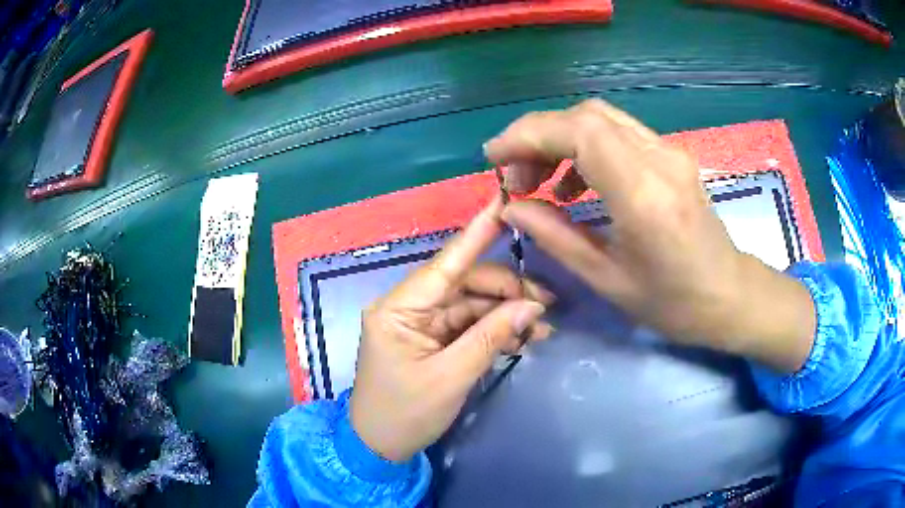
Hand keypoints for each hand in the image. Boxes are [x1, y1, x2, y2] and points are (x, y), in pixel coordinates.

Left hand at [350, 198, 554, 462]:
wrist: (379, 447)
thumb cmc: (406, 414)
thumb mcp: (452, 377)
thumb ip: (491, 336)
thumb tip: (532, 305)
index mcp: (399, 309)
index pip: (446, 263)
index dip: (478, 233)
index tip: (503, 203)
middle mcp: (408, 306)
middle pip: (465, 284)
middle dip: (507, 292)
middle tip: (546, 307)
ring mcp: (420, 322)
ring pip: (471, 304)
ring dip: (506, 314)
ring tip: (540, 329)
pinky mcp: (430, 338)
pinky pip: (467, 324)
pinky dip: (494, 329)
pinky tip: (521, 337)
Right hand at [484, 99, 815, 372]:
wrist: (729, 295)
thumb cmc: (673, 303)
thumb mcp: (607, 280)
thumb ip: (555, 237)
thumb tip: (511, 207)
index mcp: (644, 195)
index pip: (579, 132)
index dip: (528, 135)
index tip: (494, 158)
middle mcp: (659, 160)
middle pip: (586, 115)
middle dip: (538, 136)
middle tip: (516, 176)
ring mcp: (669, 152)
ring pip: (601, 118)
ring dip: (560, 139)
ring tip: (541, 181)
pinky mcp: (671, 155)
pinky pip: (618, 133)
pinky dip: (585, 146)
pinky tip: (576, 183)